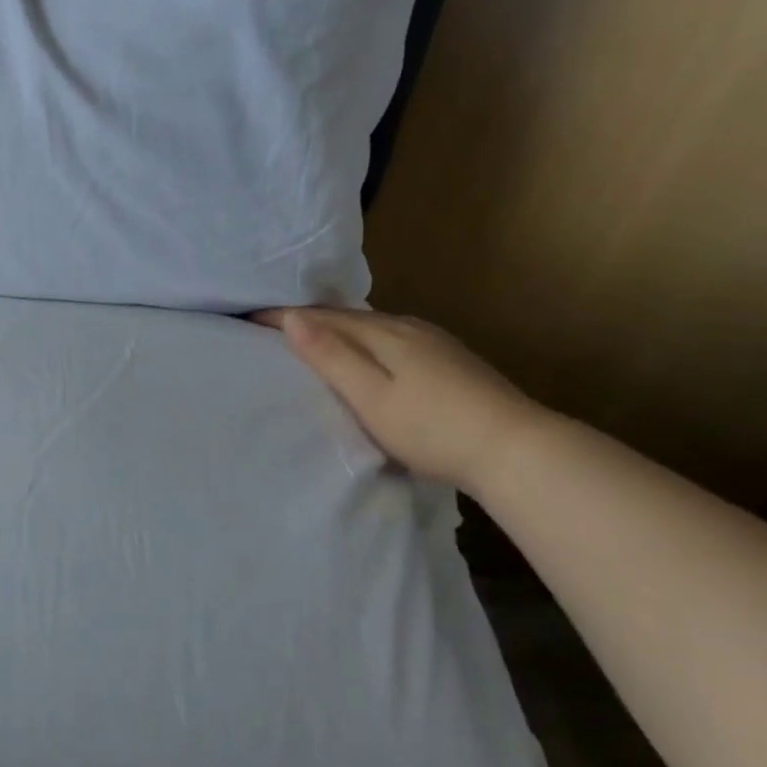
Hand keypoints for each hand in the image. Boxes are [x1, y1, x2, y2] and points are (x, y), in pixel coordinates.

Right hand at [254, 307, 545, 492]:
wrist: (516, 449)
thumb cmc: (432, 428)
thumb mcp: (371, 397)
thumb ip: (331, 357)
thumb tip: (293, 318)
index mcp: (383, 334)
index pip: (322, 317)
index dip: (285, 316)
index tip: (250, 317)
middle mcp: (408, 327)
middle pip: (348, 316)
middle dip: (310, 319)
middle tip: (274, 327)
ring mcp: (435, 342)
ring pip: (373, 326)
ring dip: (339, 329)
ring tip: (313, 339)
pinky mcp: (452, 360)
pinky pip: (393, 338)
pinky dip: (367, 341)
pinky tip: (370, 356)